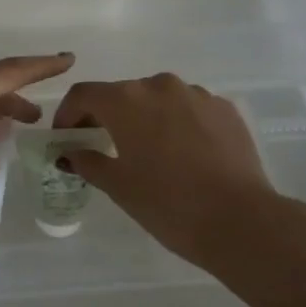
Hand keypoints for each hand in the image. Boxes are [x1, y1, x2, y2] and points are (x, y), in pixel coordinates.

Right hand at [52, 73, 286, 268]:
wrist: (240, 220)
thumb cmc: (167, 203)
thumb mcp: (118, 186)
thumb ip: (88, 162)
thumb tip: (70, 153)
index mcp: (126, 100)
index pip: (84, 95)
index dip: (68, 114)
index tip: (66, 138)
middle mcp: (159, 86)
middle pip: (121, 94)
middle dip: (106, 116)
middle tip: (102, 146)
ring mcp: (197, 94)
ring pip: (158, 99)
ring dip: (145, 118)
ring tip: (148, 151)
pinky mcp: (225, 109)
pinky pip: (189, 109)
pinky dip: (177, 124)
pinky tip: (183, 154)